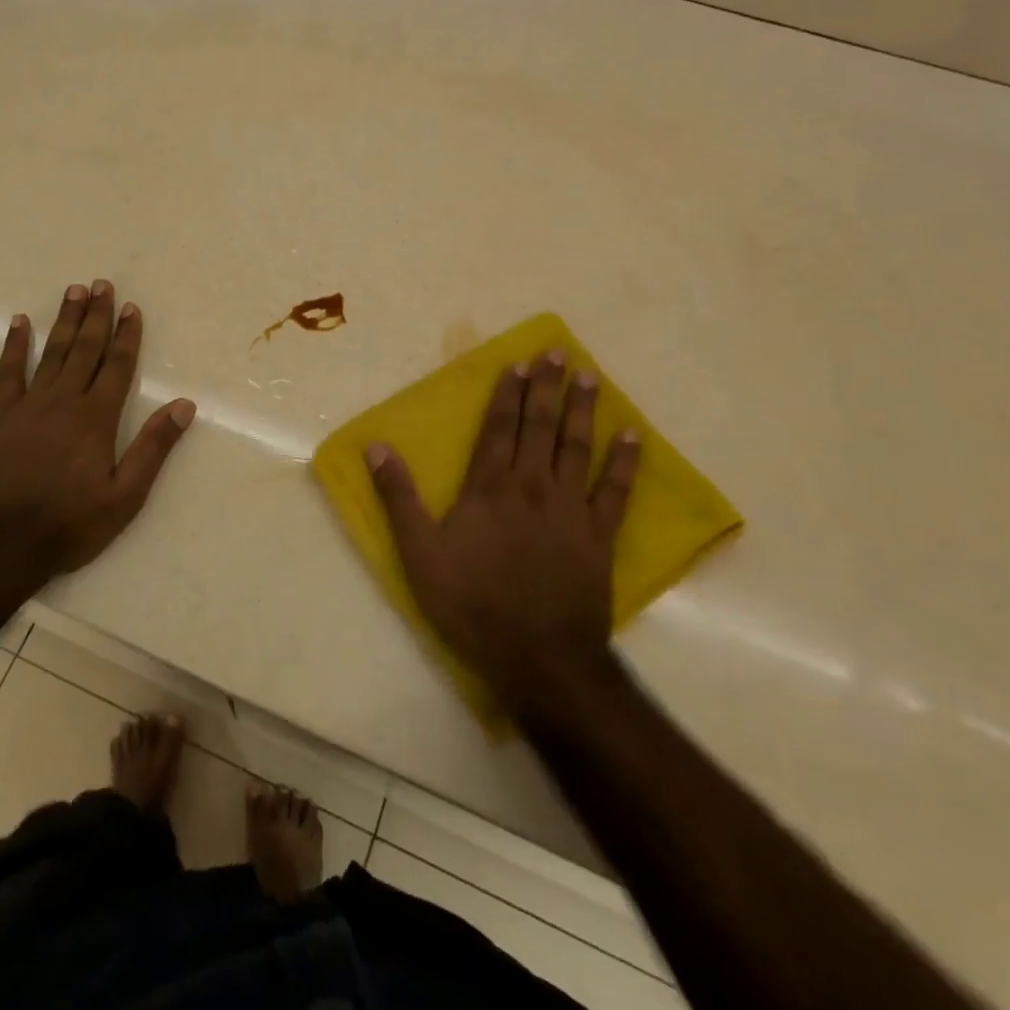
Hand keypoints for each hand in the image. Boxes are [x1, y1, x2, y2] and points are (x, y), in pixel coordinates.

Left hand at [0, 280, 195, 578]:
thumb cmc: (69, 525)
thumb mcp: (124, 497)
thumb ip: (153, 448)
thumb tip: (183, 406)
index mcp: (96, 419)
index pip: (117, 366)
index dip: (127, 335)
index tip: (132, 307)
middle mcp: (63, 402)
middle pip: (84, 349)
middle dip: (96, 316)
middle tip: (102, 284)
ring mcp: (29, 407)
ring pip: (51, 353)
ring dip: (64, 321)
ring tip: (73, 290)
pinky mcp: (0, 418)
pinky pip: (8, 373)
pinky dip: (14, 347)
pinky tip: (19, 323)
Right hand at [365, 350, 639, 711]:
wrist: (537, 656)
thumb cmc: (471, 603)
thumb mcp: (419, 553)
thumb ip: (398, 498)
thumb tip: (377, 447)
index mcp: (489, 488)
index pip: (498, 429)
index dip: (508, 395)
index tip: (519, 363)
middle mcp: (532, 487)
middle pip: (540, 427)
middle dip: (548, 388)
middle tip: (559, 352)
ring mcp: (570, 510)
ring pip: (576, 448)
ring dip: (582, 410)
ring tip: (590, 376)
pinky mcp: (599, 537)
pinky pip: (615, 491)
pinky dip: (624, 462)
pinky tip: (632, 436)